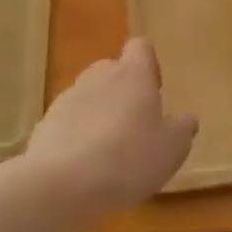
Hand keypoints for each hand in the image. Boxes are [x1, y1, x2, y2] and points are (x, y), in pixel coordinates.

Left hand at [21, 38, 196, 221]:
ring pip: (89, 96)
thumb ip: (182, 129)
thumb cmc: (128, 157)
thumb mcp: (172, 148)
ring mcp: (68, 99)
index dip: (149, 64)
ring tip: (110, 152)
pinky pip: (69, 123)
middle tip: (135, 124)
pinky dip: (78, 137)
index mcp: (133, 75)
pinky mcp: (45, 125)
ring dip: (100, 115)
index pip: (140, 47)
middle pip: (112, 70)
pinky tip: (86, 168)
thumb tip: (186, 119)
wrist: (61, 183)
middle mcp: (99, 77)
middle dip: (123, 91)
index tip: (155, 91)